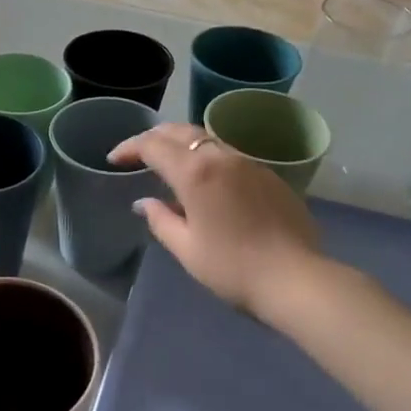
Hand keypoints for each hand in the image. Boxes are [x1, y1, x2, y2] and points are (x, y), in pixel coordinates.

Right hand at [108, 124, 324, 315]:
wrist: (295, 278)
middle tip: (137, 154)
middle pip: (181, 132)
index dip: (129, 148)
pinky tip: (205, 182)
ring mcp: (249, 163)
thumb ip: (160, 220)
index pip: (153, 146)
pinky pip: (229, 156)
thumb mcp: (186, 248)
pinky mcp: (268, 175)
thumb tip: (144, 203)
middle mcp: (222, 157)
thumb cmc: (232, 267)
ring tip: (168, 164)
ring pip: (208, 139)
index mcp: (195, 172)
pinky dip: (207, 159)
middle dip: (154, 138)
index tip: (114, 160)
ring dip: (182, 145)